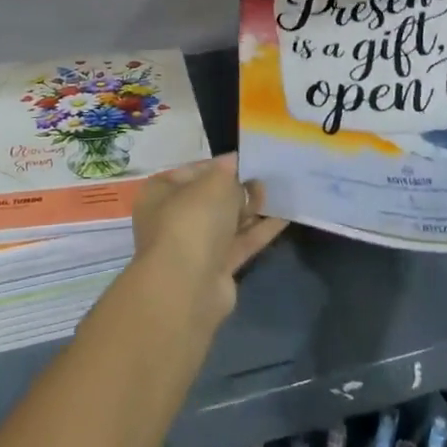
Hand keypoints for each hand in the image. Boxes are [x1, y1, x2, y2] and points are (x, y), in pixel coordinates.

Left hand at [130, 154, 286, 330]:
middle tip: (269, 177)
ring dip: (252, 209)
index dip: (222, 165)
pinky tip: (285, 217)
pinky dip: (260, 230)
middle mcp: (173, 218)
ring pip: (227, 221)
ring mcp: (194, 246)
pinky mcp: (215, 268)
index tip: (249, 160)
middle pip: (211, 198)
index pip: (194, 170)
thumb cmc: (194, 220)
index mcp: (161, 192)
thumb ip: (229, 172)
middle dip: (239, 188)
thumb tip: (236, 165)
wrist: (188, 286)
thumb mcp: (215, 183)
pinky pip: (240, 242)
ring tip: (282, 193)